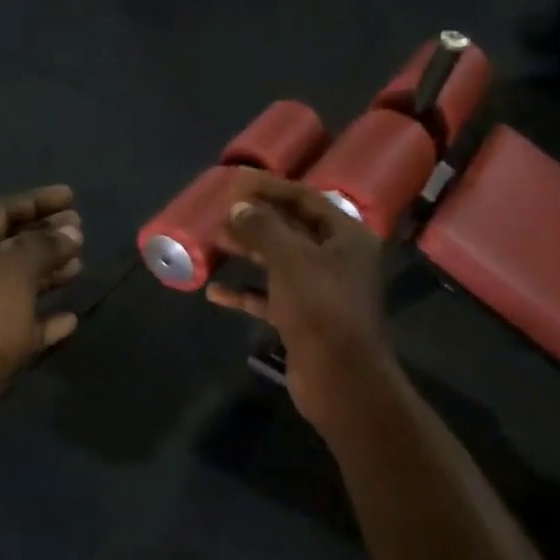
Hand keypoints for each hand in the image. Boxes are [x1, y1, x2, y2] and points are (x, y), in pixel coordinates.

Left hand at [0, 186, 83, 448]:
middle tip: (81, 231)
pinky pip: (22, 325)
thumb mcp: (11, 274)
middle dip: (45, 236)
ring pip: (18, 285)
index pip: (1, 211)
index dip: (37, 201)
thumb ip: (42, 247)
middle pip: (10, 246)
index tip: (71, 196)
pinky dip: (45, 319)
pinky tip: (70, 318)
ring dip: (48, 274)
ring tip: (80, 265)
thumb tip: (70, 230)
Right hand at [206, 172, 392, 426]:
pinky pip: (270, 297)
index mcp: (345, 236)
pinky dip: (245, 293)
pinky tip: (214, 292)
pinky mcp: (303, 318)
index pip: (306, 199)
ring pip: (278, 263)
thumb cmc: (320, 307)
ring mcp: (320, 291)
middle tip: (220, 213)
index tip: (237, 182)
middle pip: (291, 230)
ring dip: (248, 252)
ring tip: (214, 242)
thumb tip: (239, 206)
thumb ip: (262, 228)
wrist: (340, 377)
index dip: (271, 188)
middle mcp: (336, 259)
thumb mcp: (289, 259)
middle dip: (255, 221)